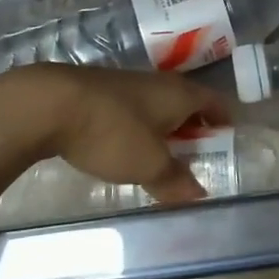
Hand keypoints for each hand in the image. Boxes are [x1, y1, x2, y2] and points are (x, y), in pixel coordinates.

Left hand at [0, 64, 230, 204]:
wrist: (51, 103)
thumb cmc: (112, 132)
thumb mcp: (148, 164)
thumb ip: (175, 180)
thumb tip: (201, 195)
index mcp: (180, 93)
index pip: (215, 102)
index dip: (224, 122)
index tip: (227, 145)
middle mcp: (160, 83)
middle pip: (187, 103)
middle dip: (194, 129)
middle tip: (195, 159)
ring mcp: (129, 84)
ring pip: (158, 106)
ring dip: (164, 129)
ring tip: (160, 159)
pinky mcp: (102, 92)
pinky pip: (132, 110)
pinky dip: (138, 128)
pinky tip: (125, 149)